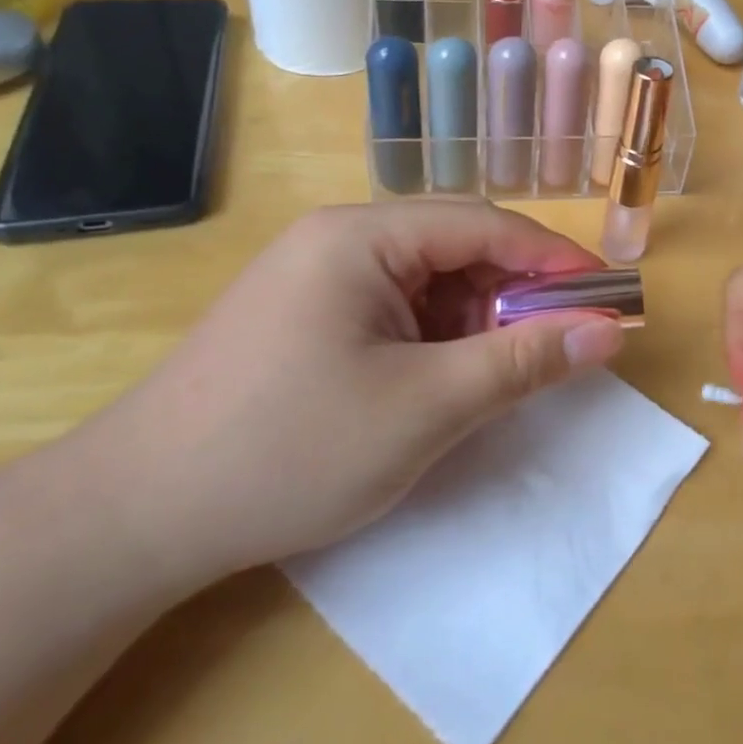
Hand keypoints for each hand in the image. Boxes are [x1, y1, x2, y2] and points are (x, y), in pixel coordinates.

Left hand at [79, 202, 625, 586]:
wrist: (134, 519)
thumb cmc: (290, 450)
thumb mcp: (426, 408)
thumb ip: (524, 362)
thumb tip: (608, 332)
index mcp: (363, 235)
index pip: (485, 225)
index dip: (553, 259)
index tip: (606, 297)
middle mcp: (340, 238)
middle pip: (458, 247)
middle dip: (516, 294)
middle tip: (562, 344)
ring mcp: (319, 275)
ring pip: (431, 280)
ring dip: (477, 320)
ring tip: (502, 373)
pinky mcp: (308, 313)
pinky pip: (397, 307)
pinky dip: (437, 338)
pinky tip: (446, 380)